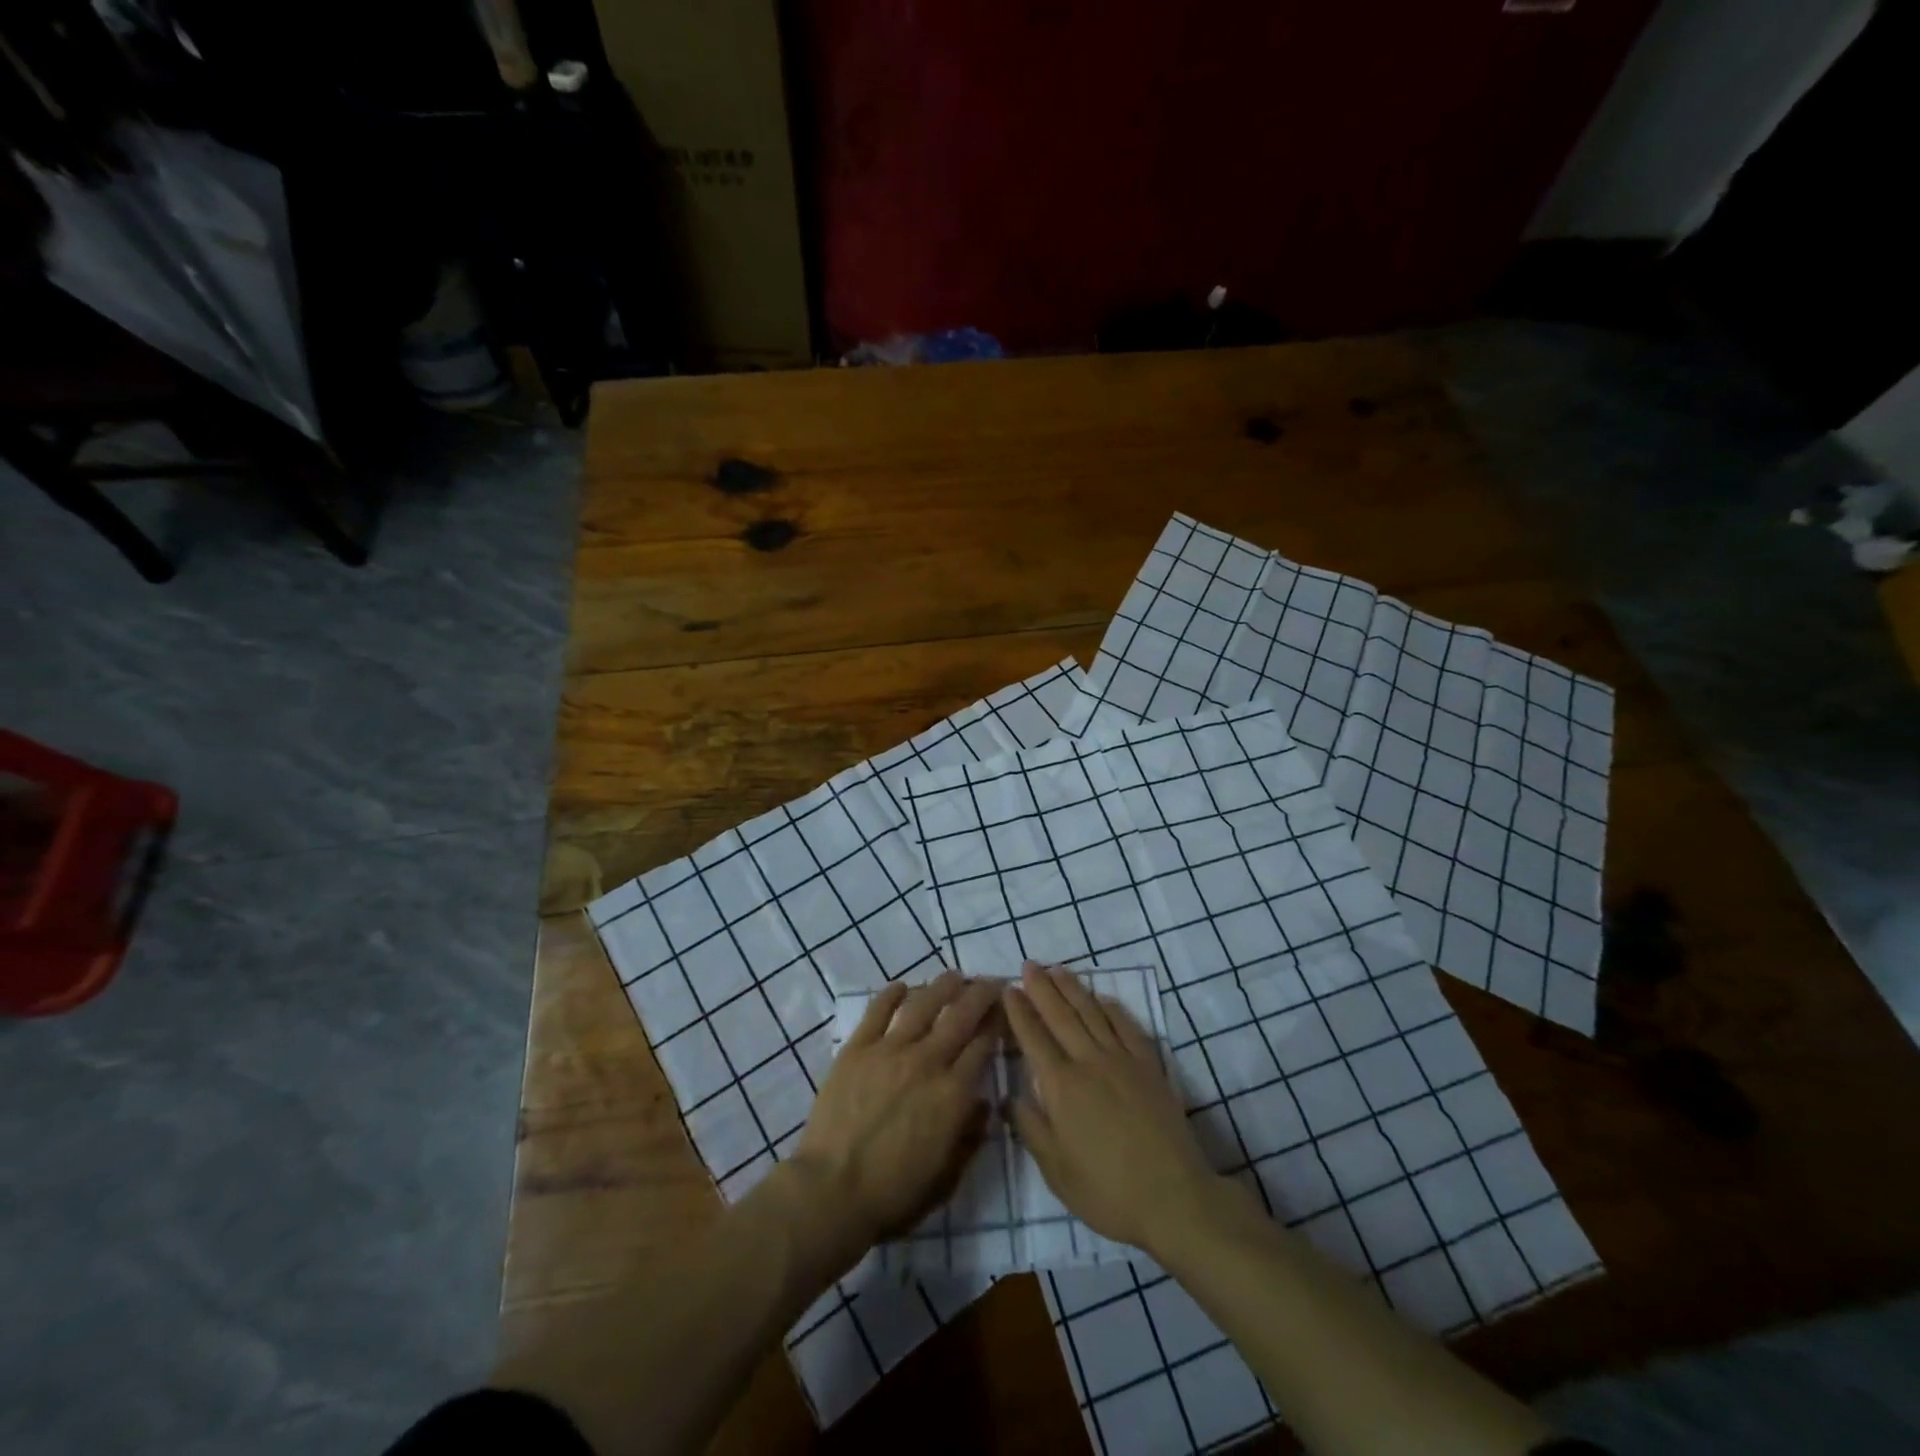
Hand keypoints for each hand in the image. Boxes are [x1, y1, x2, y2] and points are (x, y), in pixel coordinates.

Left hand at [791, 971, 1000, 1263]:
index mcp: (953, 1094)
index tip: (1004, 1010)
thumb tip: (984, 1103)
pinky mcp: (858, 1048)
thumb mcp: (946, 1179)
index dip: (997, 1023)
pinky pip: (878, 1011)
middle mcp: (928, 1062)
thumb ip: (970, 1138)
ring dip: (942, 986)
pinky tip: (902, 986)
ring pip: (924, 1004)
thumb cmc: (893, 1194)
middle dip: (980, 994)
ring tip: (954, 976)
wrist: (832, 1191)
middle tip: (990, 981)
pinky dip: (892, 994)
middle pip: (961, 1016)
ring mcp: (891, 1050)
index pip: (983, 1046)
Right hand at [1004, 962, 1222, 1254]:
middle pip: (1061, 1016)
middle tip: (1029, 964)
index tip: (1008, 988)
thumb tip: (1009, 1096)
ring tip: (1058, 969)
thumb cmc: (1108, 1191)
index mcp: (1062, 1086)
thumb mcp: (1056, 1171)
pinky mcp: (1149, 1066)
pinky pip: (1127, 1026)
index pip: (1034, 1038)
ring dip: (1073, 988)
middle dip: (1042, 988)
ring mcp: (1122, 1060)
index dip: (1019, 1011)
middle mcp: (1089, 1062)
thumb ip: (1031, 1128)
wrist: (1174, 1197)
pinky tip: (1102, 998)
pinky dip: (1112, 1007)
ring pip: (1092, 1013)